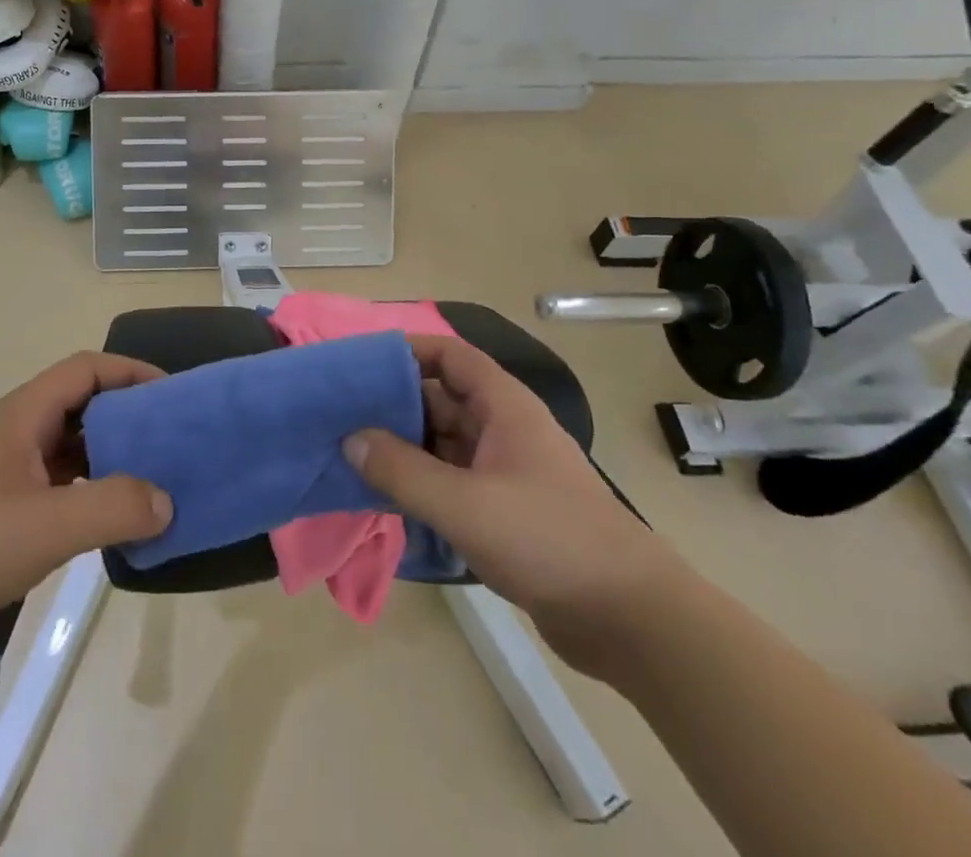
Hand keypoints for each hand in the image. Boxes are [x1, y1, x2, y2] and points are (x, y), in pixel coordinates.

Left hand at [0, 352, 173, 669]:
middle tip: (170, 442)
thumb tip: (166, 501)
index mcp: (22, 416)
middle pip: (80, 406)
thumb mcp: (46, 525)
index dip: (130, 372)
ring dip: (108, 458)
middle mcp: (14, 433)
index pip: (86, 369)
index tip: (171, 395)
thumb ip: (113, 507)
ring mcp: (3, 472)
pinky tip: (108, 522)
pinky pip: (55, 486)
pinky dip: (87, 493)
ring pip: (68, 449)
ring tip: (151, 482)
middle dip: (127, 416)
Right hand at [345, 335, 684, 677]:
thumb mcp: (465, 504)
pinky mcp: (506, 510)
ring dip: (404, 449)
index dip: (407, 351)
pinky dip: (421, 483)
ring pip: (443, 443)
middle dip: (393, 405)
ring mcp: (506, 471)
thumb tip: (350, 439)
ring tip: (352, 457)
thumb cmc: (547, 541)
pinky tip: (387, 499)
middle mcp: (504, 429)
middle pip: (440, 399)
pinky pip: (452, 481)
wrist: (629, 619)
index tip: (360, 366)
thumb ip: (402, 470)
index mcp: (504, 407)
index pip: (449, 356)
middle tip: (342, 417)